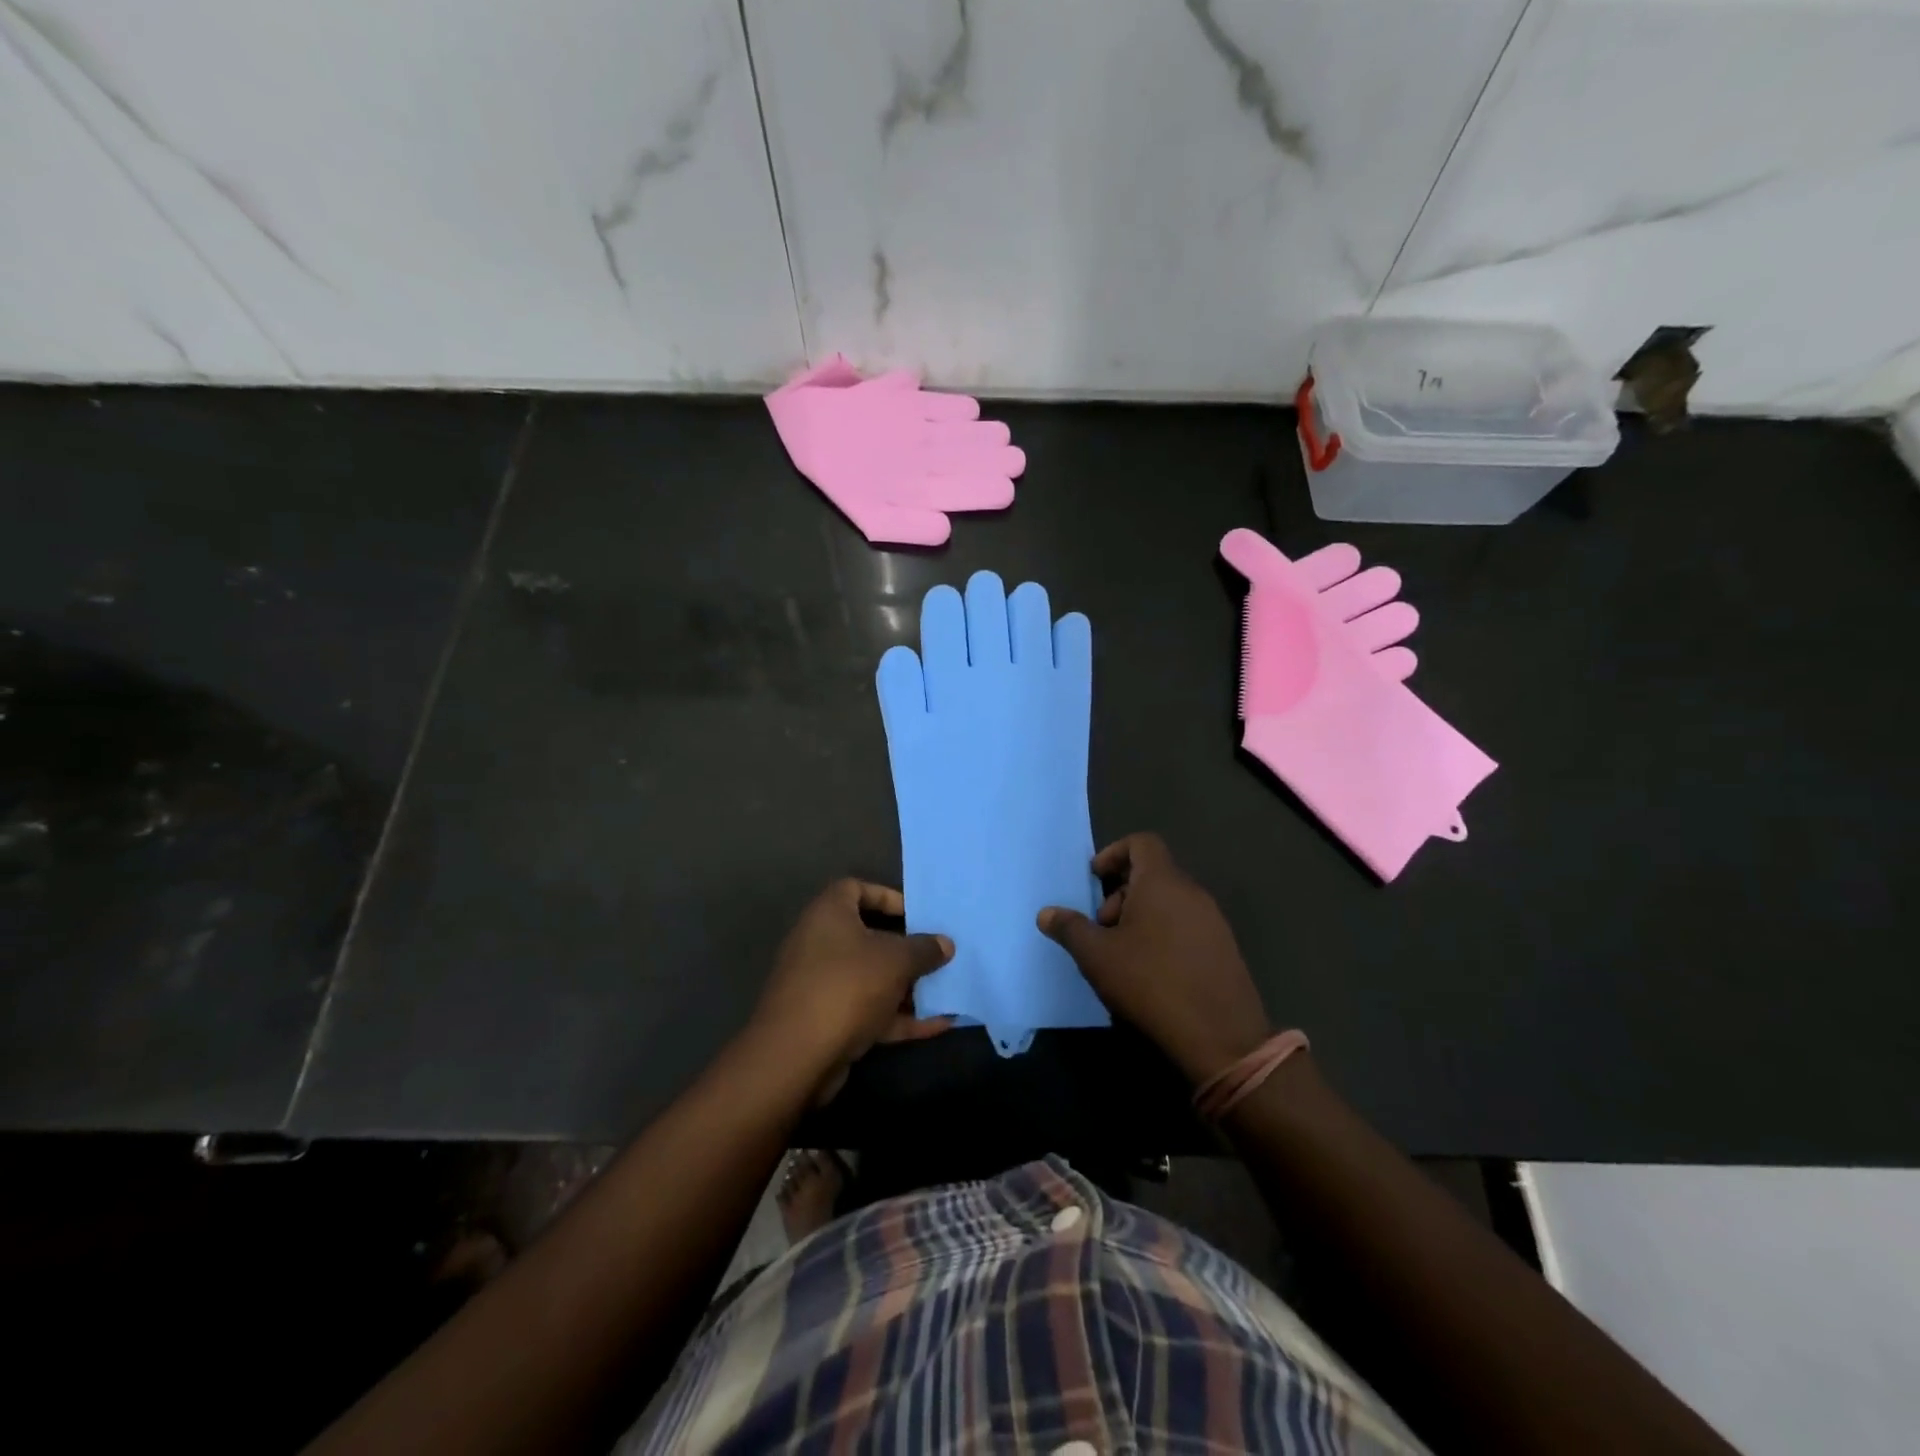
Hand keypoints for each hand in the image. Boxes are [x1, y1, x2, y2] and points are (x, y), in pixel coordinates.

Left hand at [752, 879, 954, 1102]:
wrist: (796, 1056)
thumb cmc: (847, 986)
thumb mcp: (895, 961)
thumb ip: (923, 949)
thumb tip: (945, 943)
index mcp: (829, 914)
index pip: (856, 888)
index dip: (887, 897)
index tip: (917, 914)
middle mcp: (820, 943)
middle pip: (868, 936)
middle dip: (906, 948)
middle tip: (937, 954)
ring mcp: (822, 985)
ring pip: (871, 978)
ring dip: (907, 986)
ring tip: (947, 990)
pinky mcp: (827, 1022)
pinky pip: (869, 1011)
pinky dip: (900, 1017)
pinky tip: (939, 1025)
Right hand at [1037, 833, 1271, 1084]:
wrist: (1220, 1036)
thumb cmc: (1150, 982)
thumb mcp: (1097, 956)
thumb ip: (1070, 928)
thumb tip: (1046, 913)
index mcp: (1162, 882)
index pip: (1142, 842)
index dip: (1114, 853)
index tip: (1095, 879)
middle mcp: (1192, 892)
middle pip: (1153, 874)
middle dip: (1121, 894)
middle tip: (1101, 928)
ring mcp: (1213, 921)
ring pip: (1169, 902)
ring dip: (1141, 917)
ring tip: (1121, 954)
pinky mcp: (1224, 949)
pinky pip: (1187, 926)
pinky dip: (1163, 935)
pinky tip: (1150, 973)